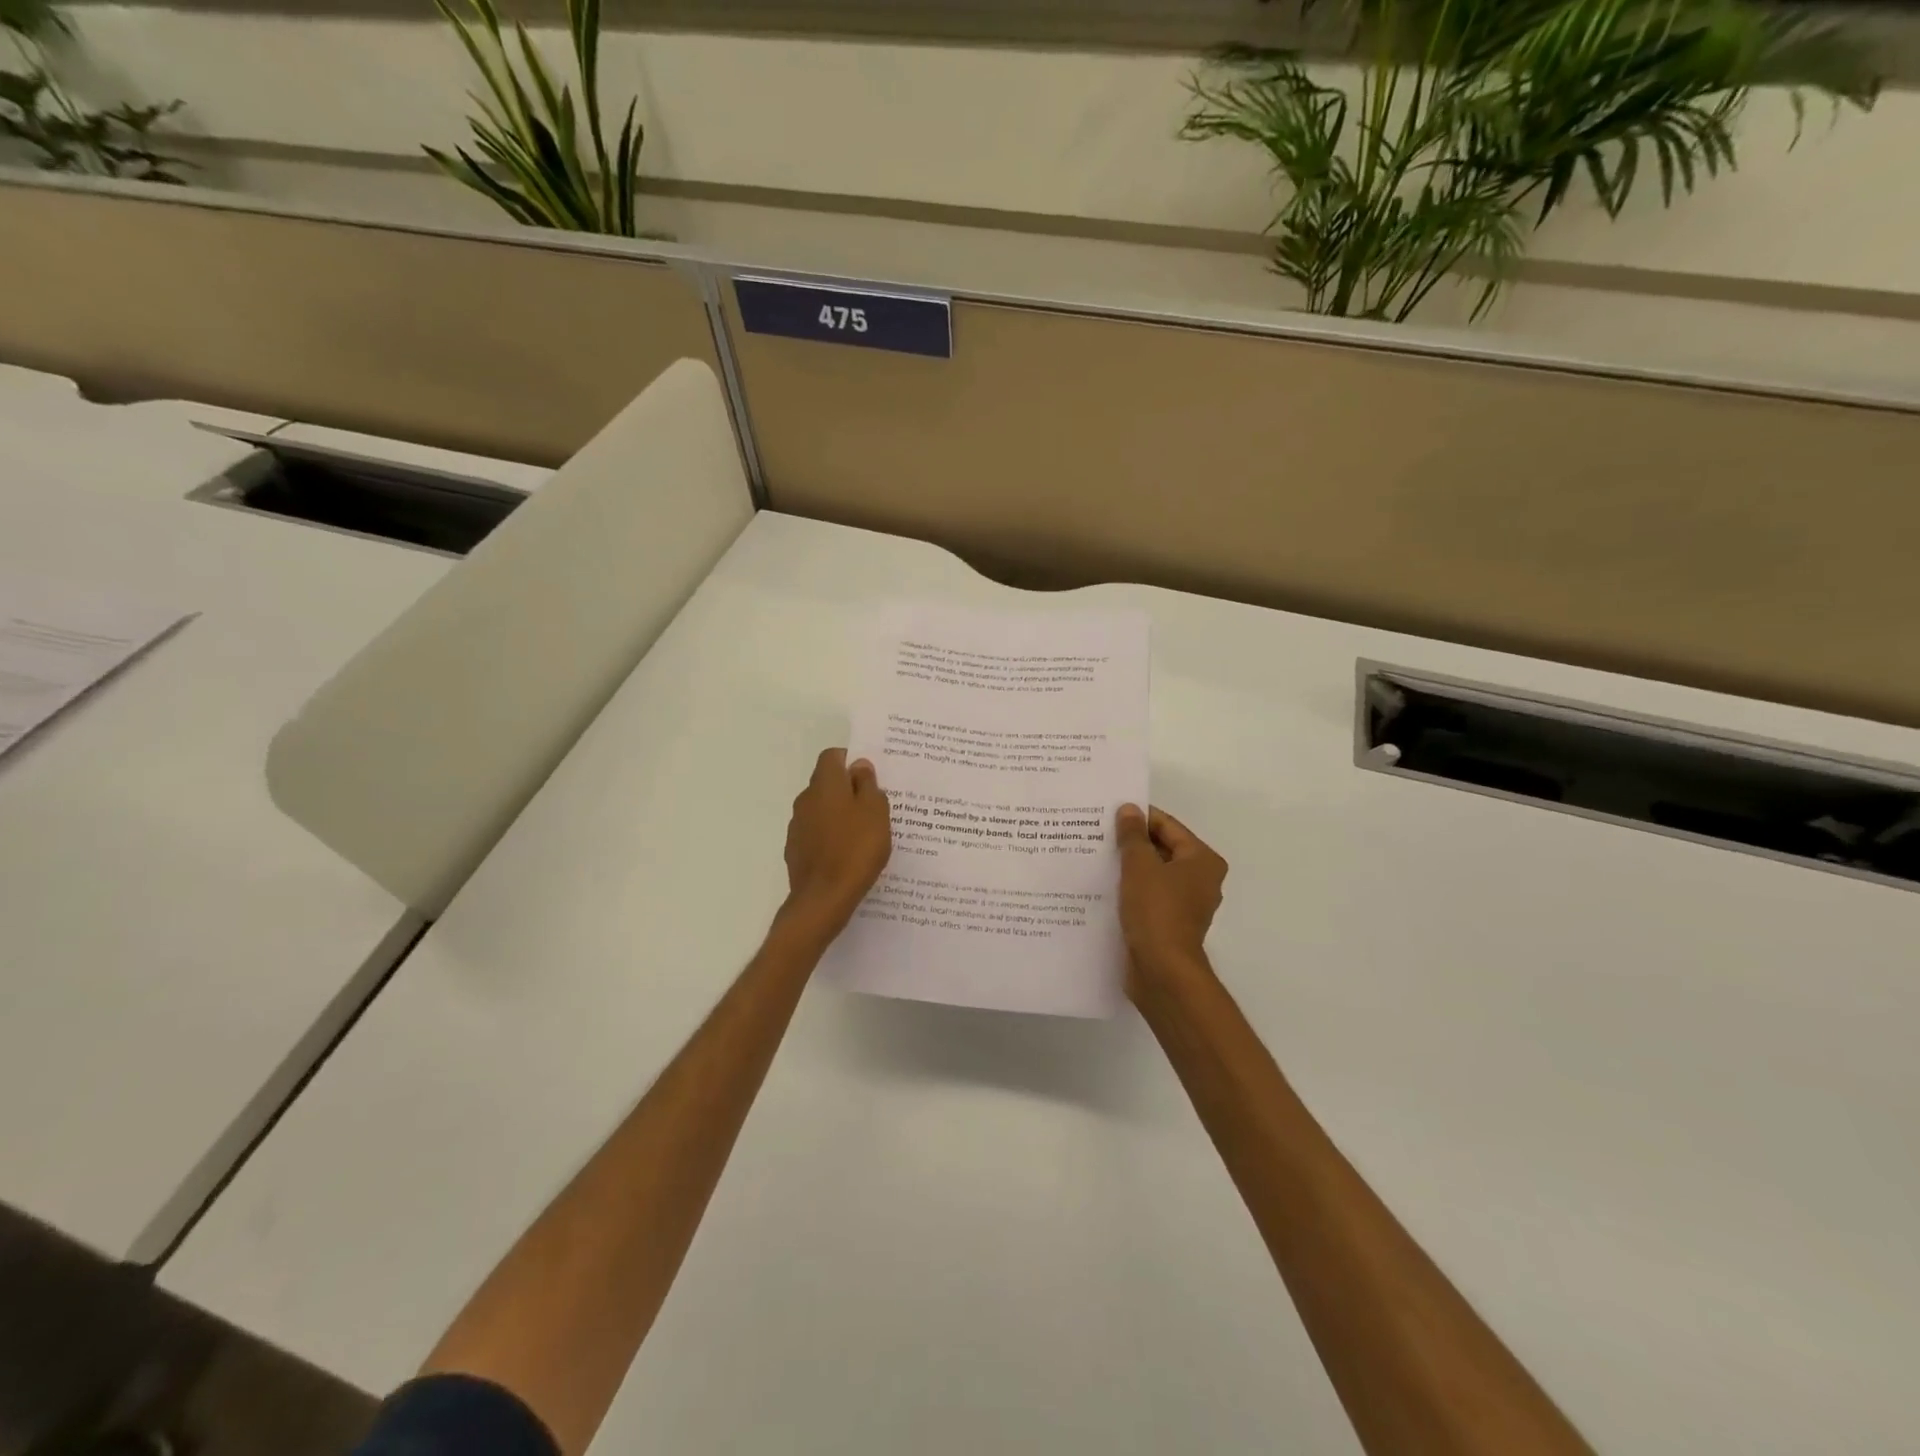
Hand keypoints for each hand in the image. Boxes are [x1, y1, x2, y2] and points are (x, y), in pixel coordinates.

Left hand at [783, 748, 892, 935]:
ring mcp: (797, 826)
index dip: (850, 761)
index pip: (832, 756)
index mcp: (825, 785)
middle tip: (874, 807)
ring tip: (863, 834)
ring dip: (839, 815)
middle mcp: (805, 800)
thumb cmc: (856, 848)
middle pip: (826, 784)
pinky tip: (847, 855)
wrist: (824, 898)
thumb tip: (858, 766)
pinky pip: (816, 834)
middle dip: (847, 790)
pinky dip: (830, 838)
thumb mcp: (876, 812)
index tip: (870, 777)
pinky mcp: (795, 851)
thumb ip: (868, 784)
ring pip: (821, 810)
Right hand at [1115, 804, 1227, 991]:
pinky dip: (1130, 889)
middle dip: (1132, 842)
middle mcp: (1200, 880)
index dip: (1139, 817)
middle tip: (1098, 832)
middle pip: (1162, 849)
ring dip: (1129, 866)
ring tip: (1096, 856)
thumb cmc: (1156, 911)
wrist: (1161, 971)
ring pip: (1153, 874)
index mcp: (1202, 860)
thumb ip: (1132, 836)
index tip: (1108, 812)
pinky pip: (1148, 896)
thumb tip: (1128, 809)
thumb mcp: (1139, 866)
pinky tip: (1103, 885)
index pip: (1168, 826)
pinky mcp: (1169, 924)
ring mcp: (1185, 904)